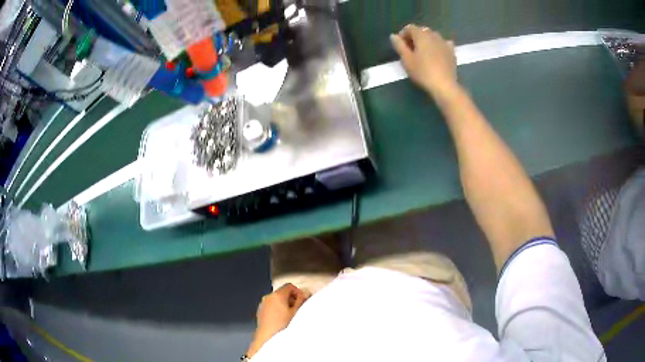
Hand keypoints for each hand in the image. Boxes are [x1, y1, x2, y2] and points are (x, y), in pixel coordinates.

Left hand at [246, 283, 308, 356]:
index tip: (302, 301)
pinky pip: (271, 306)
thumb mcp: (296, 312)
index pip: (289, 286)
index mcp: (277, 295)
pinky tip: (281, 319)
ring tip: (290, 315)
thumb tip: (305, 293)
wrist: (268, 337)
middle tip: (298, 309)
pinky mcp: (260, 311)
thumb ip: (301, 301)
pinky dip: (277, 309)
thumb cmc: (283, 324)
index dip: (297, 292)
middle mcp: (268, 297)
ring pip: (276, 299)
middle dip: (291, 299)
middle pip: (282, 292)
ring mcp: (262, 304)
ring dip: (284, 304)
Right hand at [390, 24, 457, 96]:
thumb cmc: (423, 72)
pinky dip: (438, 45)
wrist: (444, 85)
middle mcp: (434, 35)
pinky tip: (437, 53)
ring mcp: (444, 43)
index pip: (410, 28)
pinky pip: (443, 43)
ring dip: (426, 41)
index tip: (400, 45)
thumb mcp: (406, 60)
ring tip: (423, 52)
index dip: (403, 34)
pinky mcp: (452, 52)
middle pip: (422, 31)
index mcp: (421, 35)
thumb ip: (399, 45)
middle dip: (415, 37)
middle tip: (410, 50)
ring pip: (433, 36)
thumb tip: (393, 36)